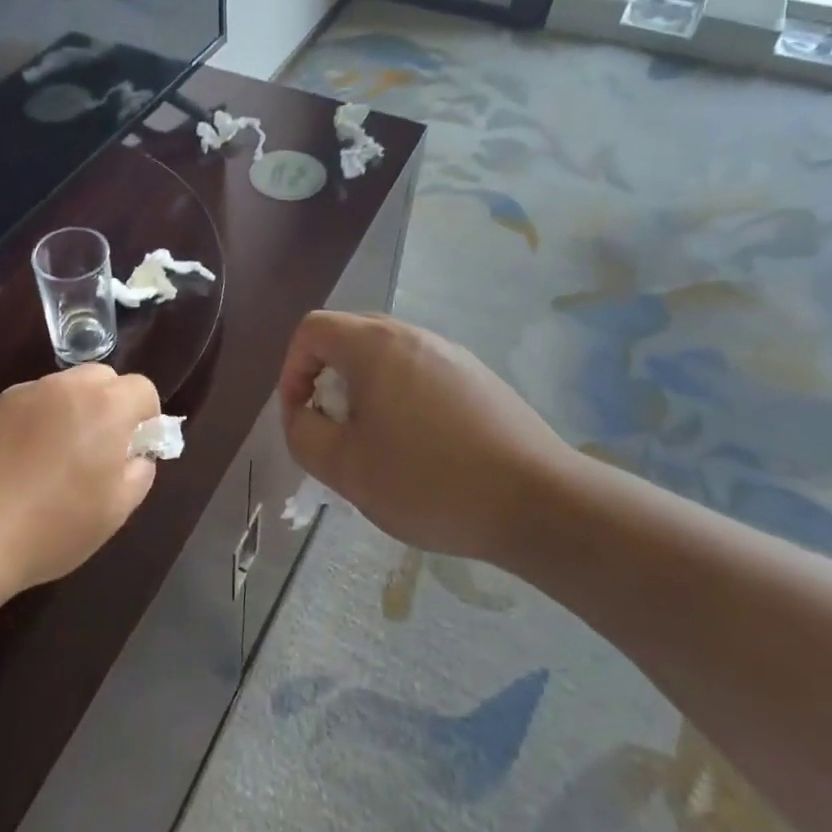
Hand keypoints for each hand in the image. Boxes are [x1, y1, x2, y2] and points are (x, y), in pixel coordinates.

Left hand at [0, 364, 159, 591]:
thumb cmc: (54, 526)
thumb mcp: (116, 510)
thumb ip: (140, 471)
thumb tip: (137, 453)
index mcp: (106, 406)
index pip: (142, 389)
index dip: (146, 417)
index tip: (132, 450)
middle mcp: (68, 386)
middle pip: (103, 378)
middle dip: (110, 404)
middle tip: (98, 449)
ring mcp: (27, 392)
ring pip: (65, 387)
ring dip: (73, 410)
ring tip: (56, 457)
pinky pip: (32, 401)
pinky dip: (38, 419)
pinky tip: (22, 460)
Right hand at [278, 312, 568, 565]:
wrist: (539, 502)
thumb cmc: (430, 482)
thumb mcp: (346, 469)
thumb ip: (304, 435)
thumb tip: (301, 414)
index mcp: (374, 345)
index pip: (312, 330)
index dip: (292, 369)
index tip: (300, 416)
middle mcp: (411, 335)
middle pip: (348, 335)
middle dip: (325, 376)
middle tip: (332, 426)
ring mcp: (450, 352)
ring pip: (385, 354)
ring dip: (363, 387)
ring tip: (374, 440)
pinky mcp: (478, 376)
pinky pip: (420, 370)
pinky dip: (400, 394)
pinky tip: (420, 445)